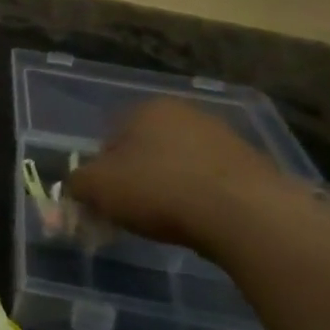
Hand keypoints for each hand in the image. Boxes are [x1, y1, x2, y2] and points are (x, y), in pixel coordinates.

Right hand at [66, 98, 297, 252]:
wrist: (243, 212)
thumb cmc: (158, 190)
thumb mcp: (97, 188)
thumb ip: (77, 183)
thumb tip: (77, 186)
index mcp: (146, 108)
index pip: (110, 137)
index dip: (102, 172)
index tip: (106, 201)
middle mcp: (185, 112)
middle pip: (147, 148)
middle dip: (138, 177)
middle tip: (134, 211)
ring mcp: (223, 135)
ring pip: (181, 163)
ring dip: (171, 186)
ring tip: (170, 221)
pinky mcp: (252, 163)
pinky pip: (212, 180)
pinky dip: (201, 197)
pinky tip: (201, 221)